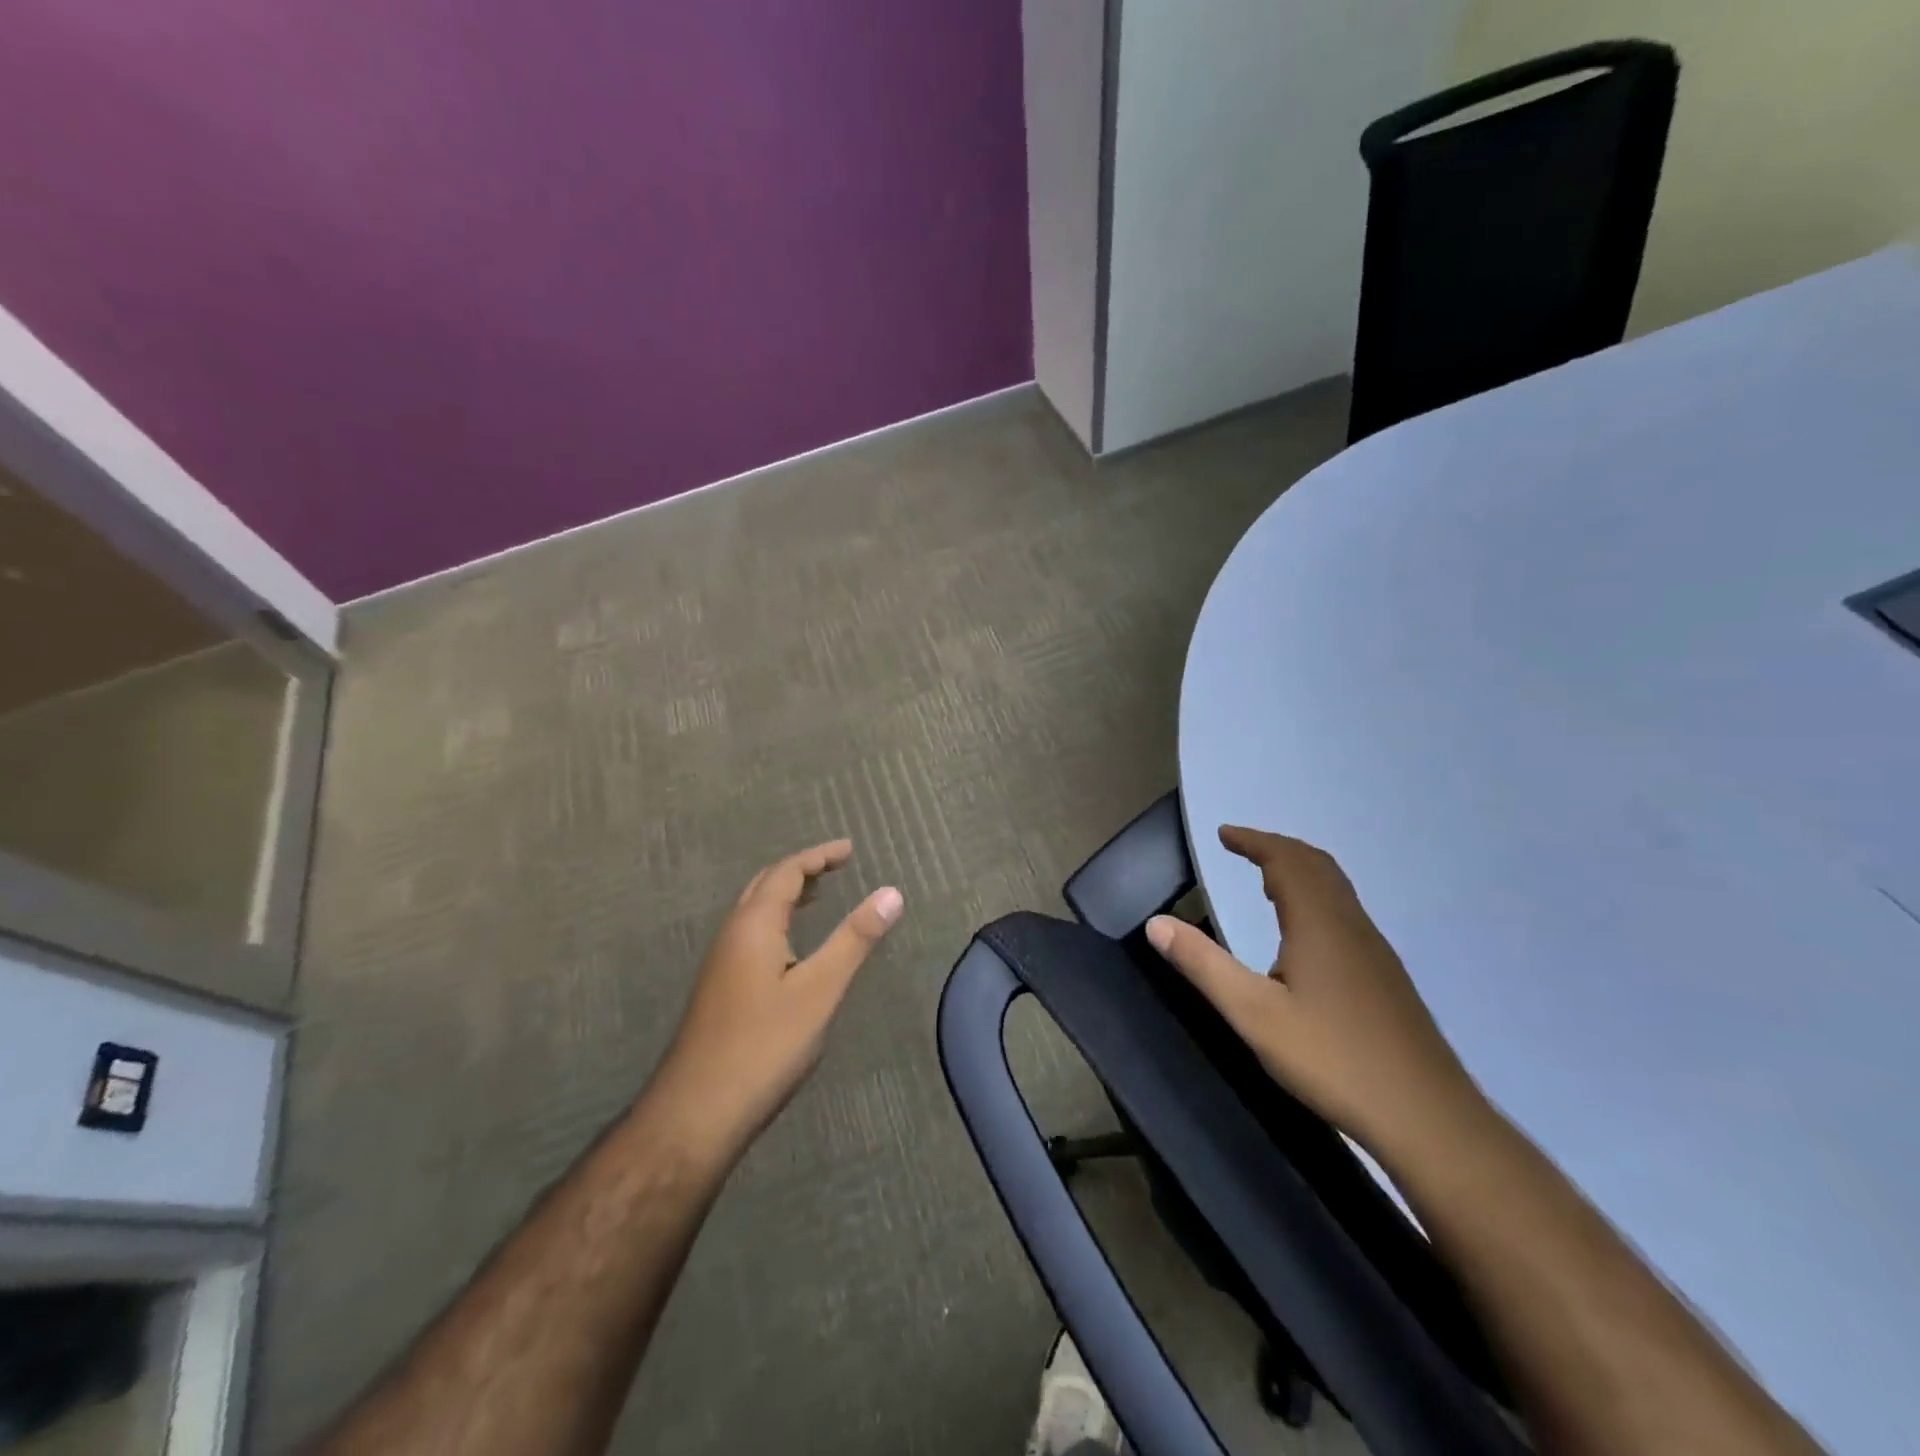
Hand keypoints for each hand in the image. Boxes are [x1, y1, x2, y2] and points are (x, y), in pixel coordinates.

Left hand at [652, 840, 902, 1153]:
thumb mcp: (820, 989)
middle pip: (765, 884)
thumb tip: (891, 892)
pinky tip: (792, 948)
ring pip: (754, 911)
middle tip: (837, 866)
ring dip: (786, 895)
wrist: (697, 1111)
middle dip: (801, 870)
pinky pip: (751, 934)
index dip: (819, 856)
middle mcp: (732, 934)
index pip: (787, 872)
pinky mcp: (720, 988)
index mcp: (753, 925)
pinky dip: (777, 921)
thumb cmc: (764, 1045)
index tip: (850, 850)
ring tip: (819, 896)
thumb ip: (854, 939)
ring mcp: (721, 963)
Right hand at [1146, 826, 1485, 1160]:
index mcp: (1319, 923)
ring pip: (1335, 889)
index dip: (1253, 841)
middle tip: (1242, 847)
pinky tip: (1303, 936)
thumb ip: (1203, 965)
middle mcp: (1350, 925)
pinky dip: (1316, 898)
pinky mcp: (1385, 976)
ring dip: (1299, 871)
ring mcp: (1374, 951)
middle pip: (1316, 865)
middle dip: (1277, 848)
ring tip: (1267, 882)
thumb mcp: (1253, 1014)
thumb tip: (1156, 923)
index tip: (1224, 834)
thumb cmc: (1333, 1058)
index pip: (1285, 860)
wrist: (1428, 1117)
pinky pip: (1344, 912)